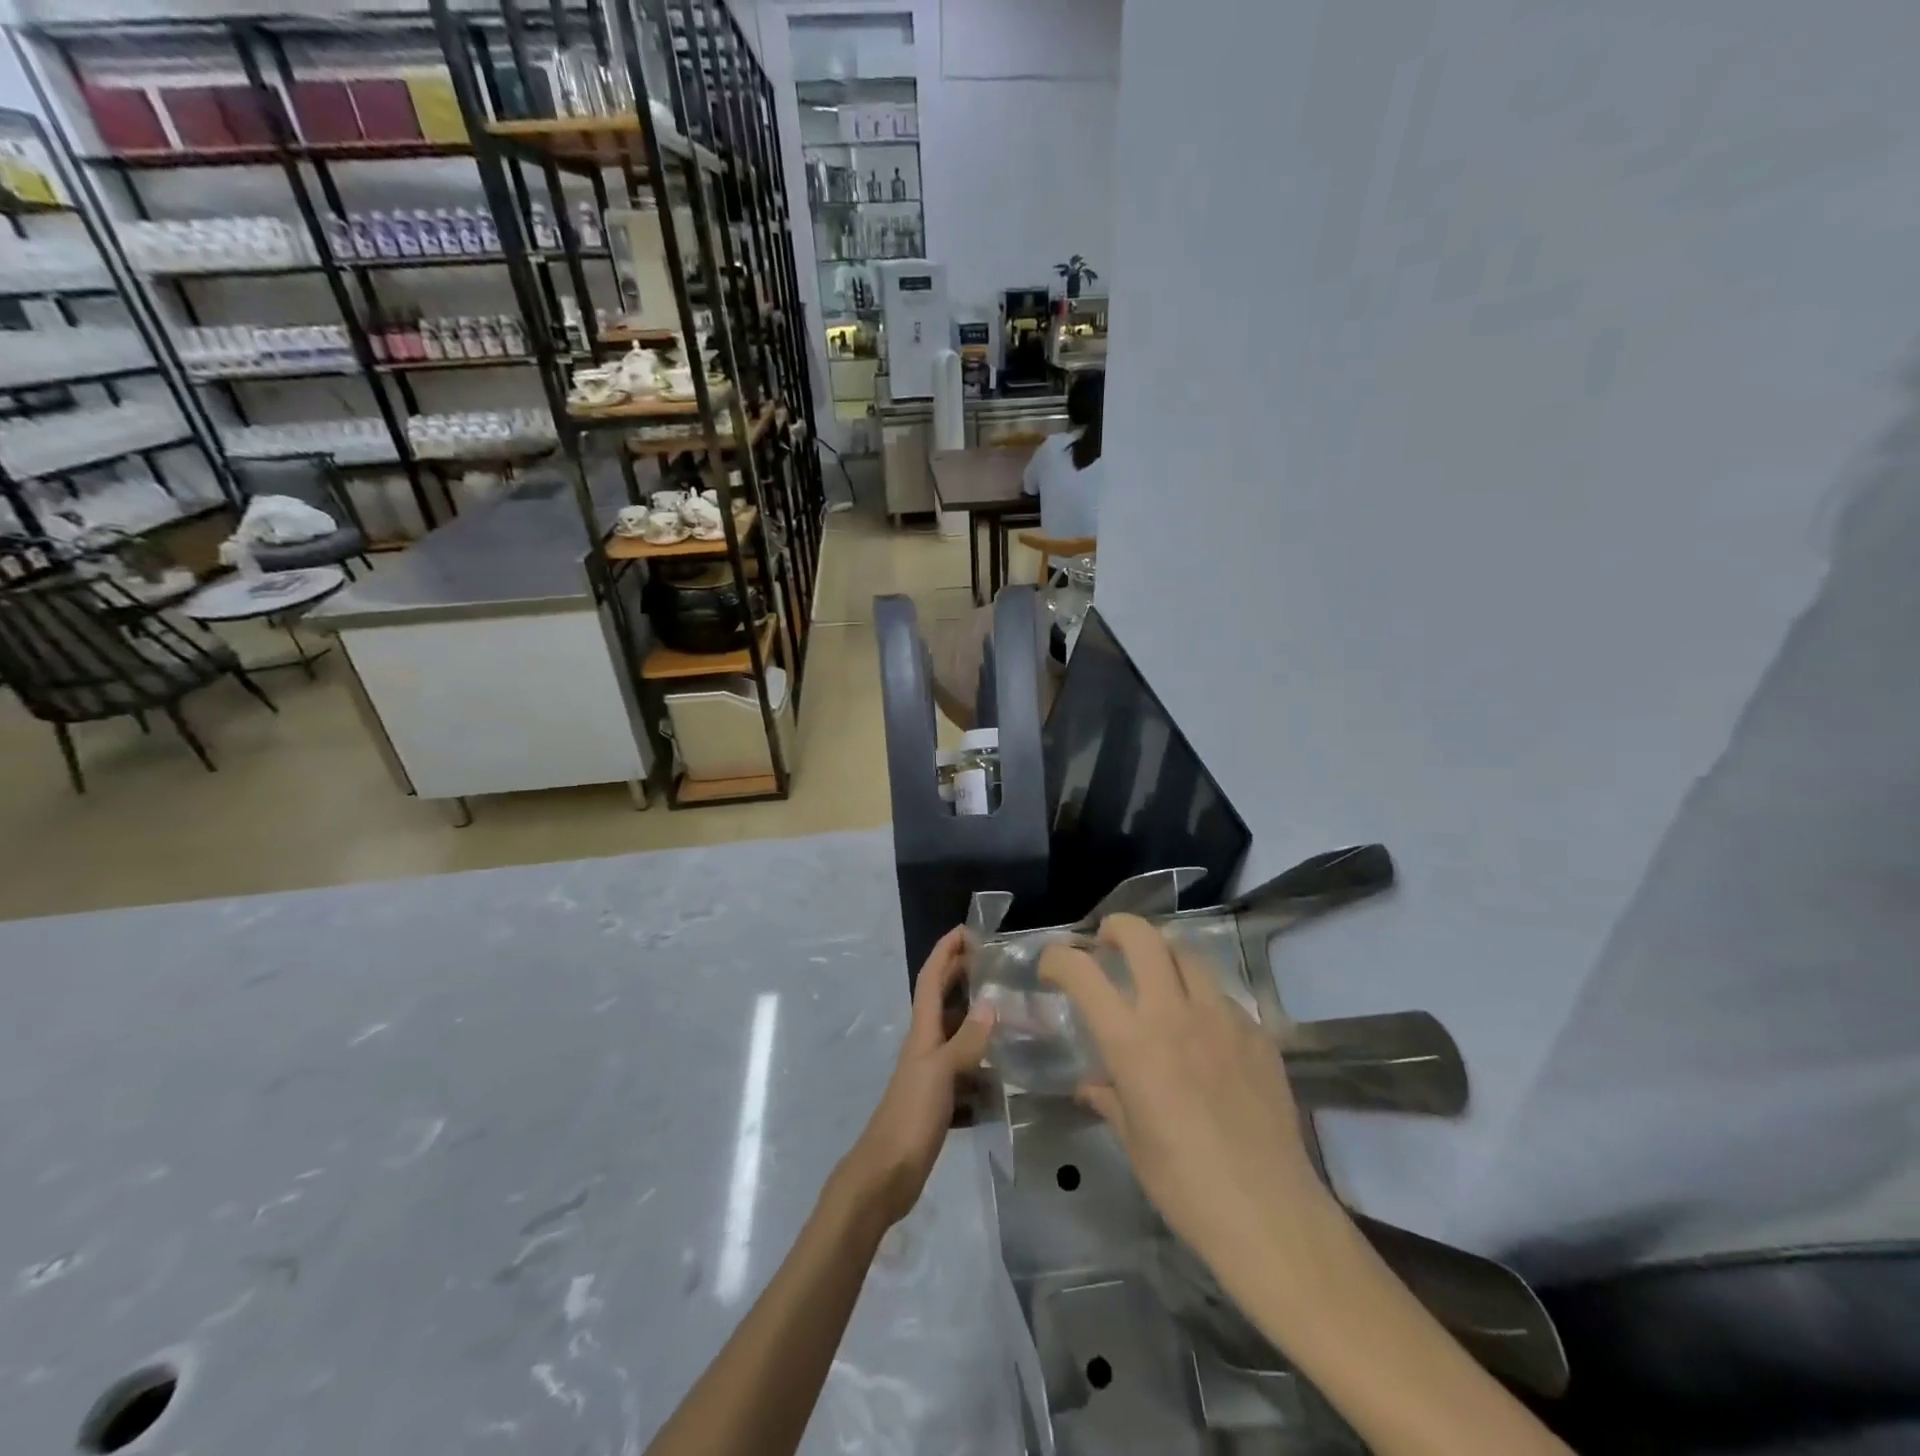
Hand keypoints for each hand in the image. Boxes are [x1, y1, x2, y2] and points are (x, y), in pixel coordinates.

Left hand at [837, 927, 994, 1228]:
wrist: (886, 1175)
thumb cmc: (910, 1116)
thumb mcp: (940, 1073)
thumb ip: (966, 1039)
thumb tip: (990, 1002)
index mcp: (922, 1032)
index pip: (930, 978)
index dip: (945, 951)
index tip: (967, 930)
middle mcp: (925, 1046)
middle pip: (942, 1001)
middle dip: (962, 976)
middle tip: (995, 963)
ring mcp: (932, 1074)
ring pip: (957, 1035)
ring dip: (977, 1020)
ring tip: (1011, 1012)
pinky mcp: (940, 1101)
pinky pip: (966, 1072)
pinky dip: (983, 1065)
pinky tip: (1005, 1071)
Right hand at [1039, 914, 1335, 1291]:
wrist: (1270, 1214)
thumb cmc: (1185, 1186)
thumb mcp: (1134, 1142)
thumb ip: (1109, 1098)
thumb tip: (1090, 1086)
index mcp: (1132, 1042)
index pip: (1083, 972)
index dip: (1058, 958)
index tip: (1051, 966)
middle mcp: (1174, 1014)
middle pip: (1143, 936)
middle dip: (1117, 928)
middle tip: (1107, 944)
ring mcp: (1222, 1017)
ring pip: (1187, 953)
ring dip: (1162, 955)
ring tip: (1156, 977)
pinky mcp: (1258, 1032)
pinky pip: (1222, 996)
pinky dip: (1202, 998)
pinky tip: (1204, 1032)